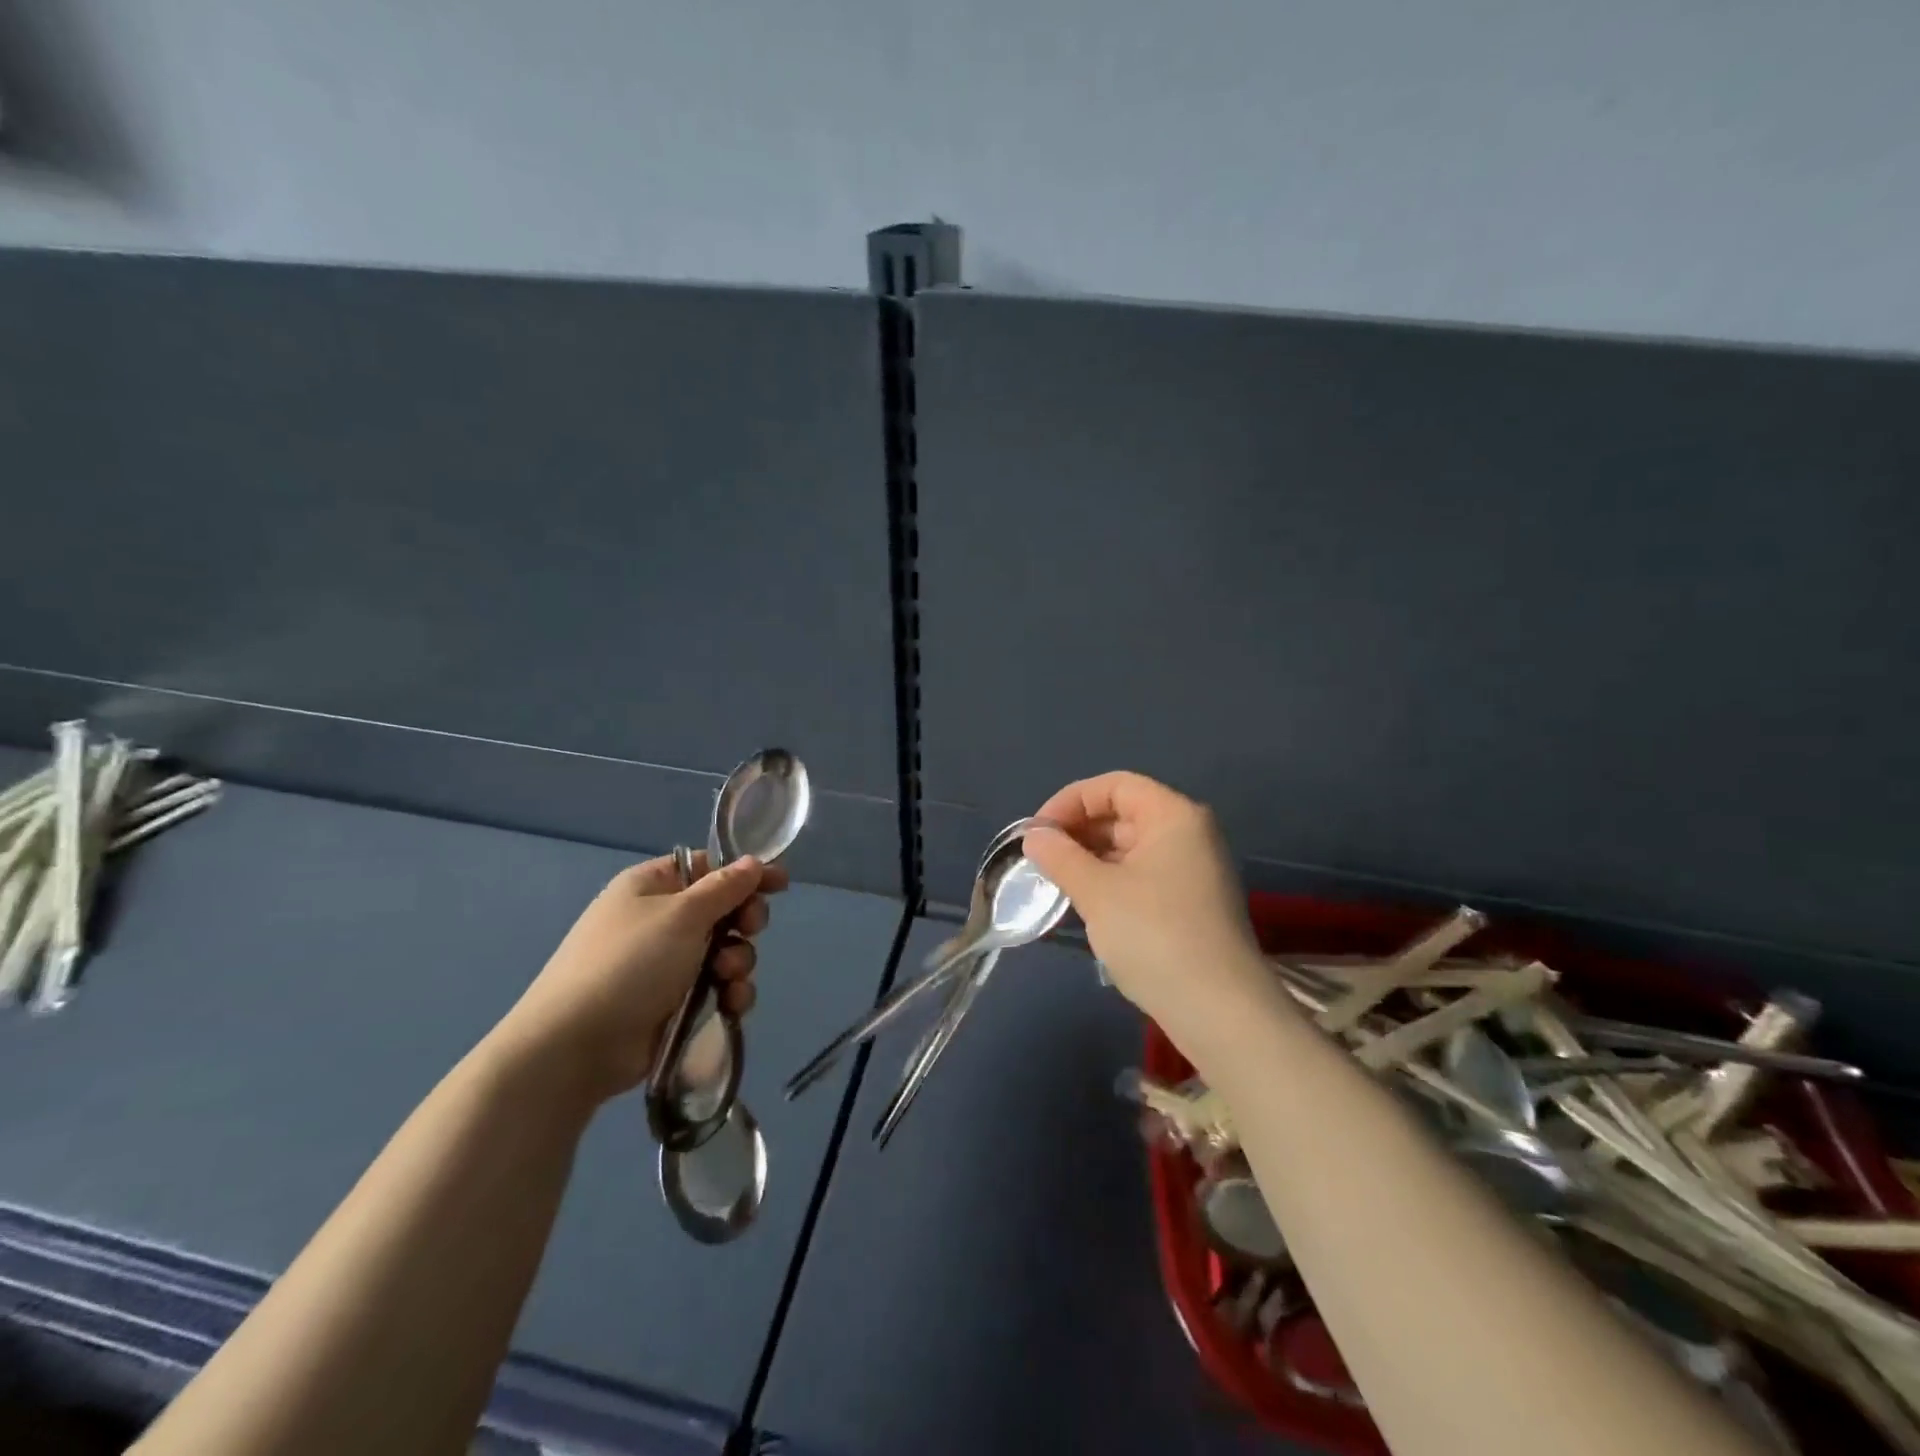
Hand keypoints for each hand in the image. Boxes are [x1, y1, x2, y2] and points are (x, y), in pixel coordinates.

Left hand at [491, 851, 787, 1105]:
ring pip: (725, 951)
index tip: (779, 884)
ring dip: (738, 961)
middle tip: (748, 930)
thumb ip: (725, 888)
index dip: (743, 874)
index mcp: (652, 887)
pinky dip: (729, 993)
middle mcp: (660, 921)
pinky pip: (716, 987)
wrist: (576, 1046)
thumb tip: (753, 862)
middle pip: (722, 910)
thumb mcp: (682, 914)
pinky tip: (731, 1004)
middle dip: (743, 922)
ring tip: (728, 978)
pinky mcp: (673, 1004)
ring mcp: (665, 965)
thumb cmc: (629, 963)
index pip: (707, 868)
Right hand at [1022, 773, 1264, 1036]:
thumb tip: (1035, 837)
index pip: (1114, 786)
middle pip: (1123, 813)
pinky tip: (1083, 902)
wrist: (1219, 1011)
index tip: (1037, 833)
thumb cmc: (1154, 936)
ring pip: (1131, 847)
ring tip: (1055, 882)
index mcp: (1173, 816)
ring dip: (1090, 858)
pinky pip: (1142, 875)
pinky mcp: (1190, 903)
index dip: (1070, 801)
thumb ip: (1061, 856)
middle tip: (1040, 860)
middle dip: (1078, 831)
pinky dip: (1110, 880)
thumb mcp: (1097, 892)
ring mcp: (1193, 870)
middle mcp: (1189, 834)